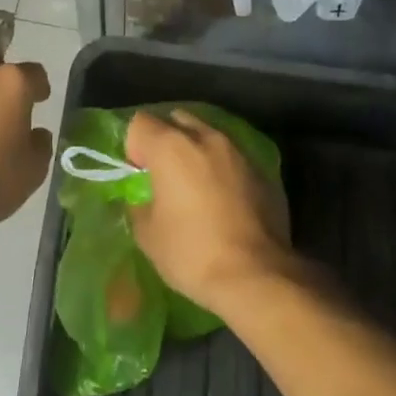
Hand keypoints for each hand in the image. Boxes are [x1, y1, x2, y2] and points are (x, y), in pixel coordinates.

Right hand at [124, 108, 290, 310]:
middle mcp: (206, 137)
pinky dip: (221, 168)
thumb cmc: (191, 253)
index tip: (138, 175)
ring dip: (196, 152)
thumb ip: (139, 203)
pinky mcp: (262, 169)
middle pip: (177, 120)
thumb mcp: (147, 234)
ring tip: (195, 185)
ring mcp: (238, 151)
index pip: (140, 123)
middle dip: (165, 140)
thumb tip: (146, 196)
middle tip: (163, 174)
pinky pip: (232, 157)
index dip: (133, 147)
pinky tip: (223, 198)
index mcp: (171, 147)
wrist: (256, 275)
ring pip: (208, 135)